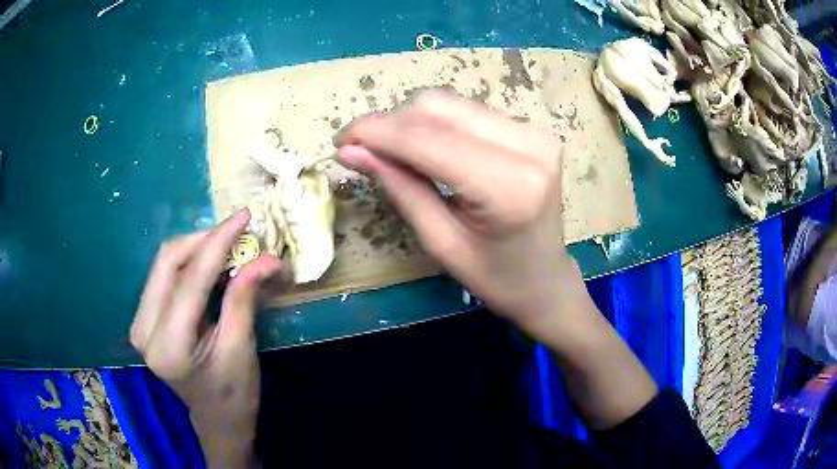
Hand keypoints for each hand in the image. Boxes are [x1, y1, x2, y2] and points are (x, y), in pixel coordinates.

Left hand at [130, 209, 280, 467]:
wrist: (217, 418)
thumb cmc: (234, 393)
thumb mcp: (242, 348)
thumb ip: (244, 298)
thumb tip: (267, 257)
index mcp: (168, 347)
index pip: (189, 280)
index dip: (217, 243)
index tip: (242, 216)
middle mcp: (143, 331)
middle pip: (167, 262)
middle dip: (204, 240)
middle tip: (236, 232)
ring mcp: (138, 323)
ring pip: (163, 264)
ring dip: (196, 248)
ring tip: (227, 247)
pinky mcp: (143, 318)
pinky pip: (163, 275)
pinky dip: (187, 262)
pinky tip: (209, 264)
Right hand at [336, 90, 656, 429]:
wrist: (546, 279)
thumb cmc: (496, 278)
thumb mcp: (441, 242)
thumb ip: (399, 187)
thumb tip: (351, 150)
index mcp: (508, 187)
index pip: (427, 140)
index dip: (376, 133)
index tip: (339, 140)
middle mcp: (528, 146)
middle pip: (439, 108)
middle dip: (390, 123)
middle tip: (361, 148)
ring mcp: (535, 132)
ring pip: (451, 103)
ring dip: (410, 121)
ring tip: (389, 150)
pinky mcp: (532, 129)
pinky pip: (468, 112)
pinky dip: (436, 123)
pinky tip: (423, 147)